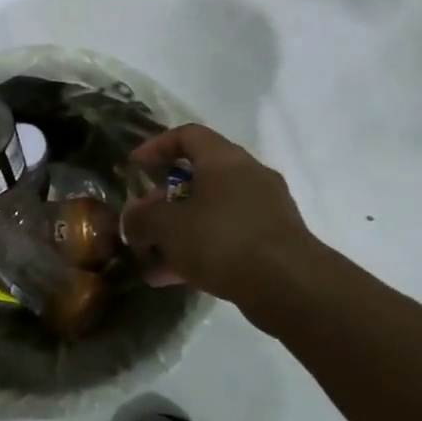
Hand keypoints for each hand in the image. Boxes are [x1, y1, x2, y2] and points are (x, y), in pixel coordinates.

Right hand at [120, 124, 317, 311]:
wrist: (289, 285)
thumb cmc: (222, 240)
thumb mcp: (166, 227)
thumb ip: (141, 219)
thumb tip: (133, 219)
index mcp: (224, 160)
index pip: (187, 135)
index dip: (155, 146)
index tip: (133, 168)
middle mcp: (248, 176)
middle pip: (197, 177)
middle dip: (162, 201)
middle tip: (140, 221)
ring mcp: (263, 209)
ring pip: (209, 211)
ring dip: (177, 231)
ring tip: (151, 258)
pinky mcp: (271, 240)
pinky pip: (225, 236)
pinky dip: (198, 250)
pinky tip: (173, 277)